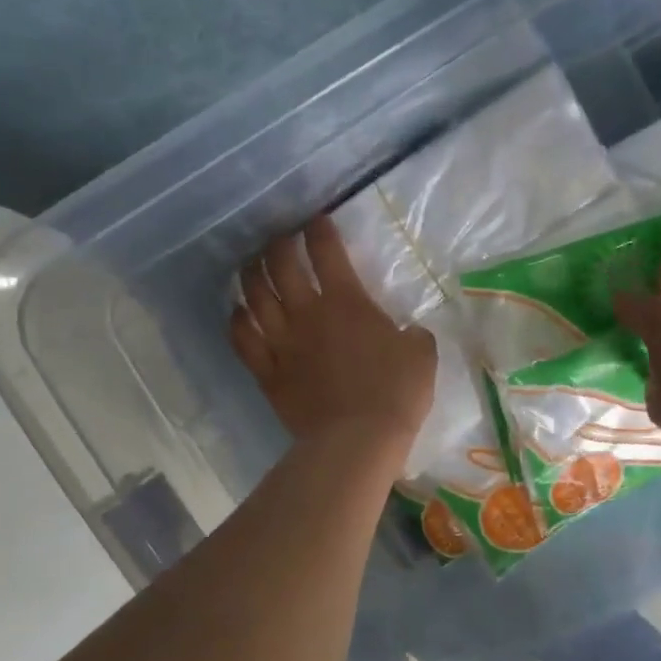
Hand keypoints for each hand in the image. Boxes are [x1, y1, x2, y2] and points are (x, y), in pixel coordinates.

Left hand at [230, 216, 436, 455]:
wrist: (359, 439)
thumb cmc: (395, 393)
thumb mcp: (422, 355)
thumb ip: (414, 334)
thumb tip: (409, 332)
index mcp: (346, 301)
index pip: (326, 251)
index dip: (319, 229)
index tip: (316, 220)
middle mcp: (306, 313)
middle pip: (281, 265)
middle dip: (278, 244)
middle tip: (280, 239)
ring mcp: (282, 343)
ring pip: (254, 296)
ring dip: (251, 275)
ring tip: (252, 266)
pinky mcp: (268, 373)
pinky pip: (243, 339)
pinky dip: (237, 320)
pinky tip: (238, 311)